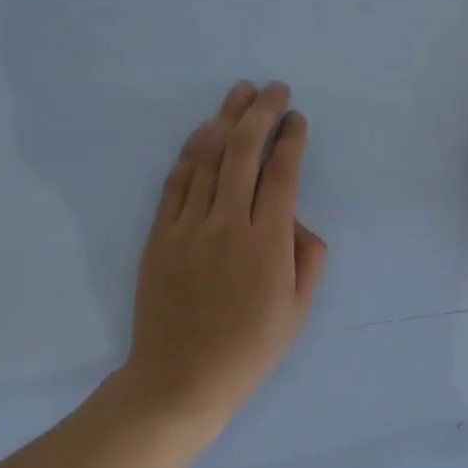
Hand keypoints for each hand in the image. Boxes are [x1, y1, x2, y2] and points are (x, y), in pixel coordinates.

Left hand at [123, 80, 327, 425]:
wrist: (180, 378)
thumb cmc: (248, 350)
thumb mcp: (297, 312)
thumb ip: (308, 259)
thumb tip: (297, 221)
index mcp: (267, 244)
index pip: (282, 174)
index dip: (291, 139)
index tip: (297, 118)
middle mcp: (227, 224)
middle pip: (244, 153)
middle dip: (261, 113)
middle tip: (274, 88)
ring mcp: (188, 227)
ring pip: (208, 159)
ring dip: (226, 120)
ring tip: (240, 93)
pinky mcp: (160, 235)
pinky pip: (176, 182)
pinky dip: (191, 152)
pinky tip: (204, 132)